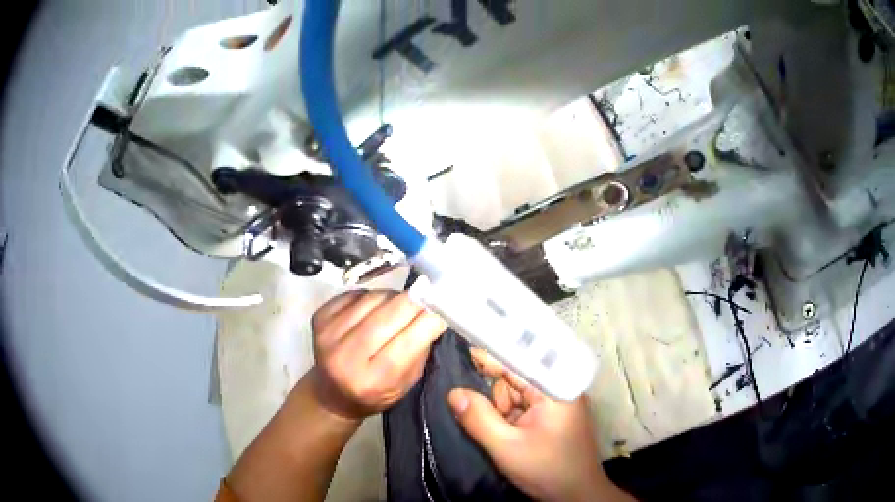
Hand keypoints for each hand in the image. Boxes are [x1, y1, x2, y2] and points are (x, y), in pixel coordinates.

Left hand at [310, 290, 447, 420]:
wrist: (333, 392)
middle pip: (388, 315)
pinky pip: (356, 294)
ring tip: (402, 306)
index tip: (444, 308)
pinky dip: (373, 296)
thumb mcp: (406, 382)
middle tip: (429, 296)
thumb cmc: (376, 392)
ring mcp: (328, 335)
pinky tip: (377, 307)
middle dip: (415, 301)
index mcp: (371, 382)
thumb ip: (420, 349)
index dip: (428, 321)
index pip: (407, 343)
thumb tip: (434, 312)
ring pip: (373, 299)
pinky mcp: (319, 317)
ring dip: (394, 297)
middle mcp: (345, 358)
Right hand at [448, 349, 632, 501]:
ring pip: (515, 394)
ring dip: (503, 412)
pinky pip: (523, 407)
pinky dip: (511, 419)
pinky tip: (514, 437)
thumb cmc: (547, 470)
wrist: (576, 495)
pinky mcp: (553, 415)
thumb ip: (479, 419)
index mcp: (554, 388)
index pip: (518, 360)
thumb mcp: (507, 447)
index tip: (465, 352)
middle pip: (515, 378)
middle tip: (497, 425)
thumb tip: (454, 393)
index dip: (491, 355)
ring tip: (508, 437)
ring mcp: (557, 402)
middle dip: (498, 399)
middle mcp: (558, 388)